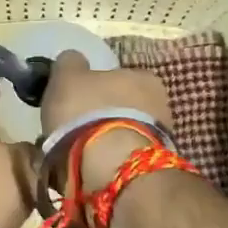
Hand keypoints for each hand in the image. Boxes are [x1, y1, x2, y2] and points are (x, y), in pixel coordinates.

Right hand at [41, 51, 173, 189]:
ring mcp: (159, 138)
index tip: (78, 99)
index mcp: (143, 76)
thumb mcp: (68, 75)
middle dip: (103, 114)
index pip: (118, 76)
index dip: (95, 86)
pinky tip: (90, 166)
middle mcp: (159, 104)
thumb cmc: (88, 111)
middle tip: (76, 126)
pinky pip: (123, 156)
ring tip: (79, 151)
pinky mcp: (151, 167)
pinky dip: (109, 159)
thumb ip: (70, 63)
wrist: (110, 165)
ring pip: (124, 132)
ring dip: (105, 138)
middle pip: (124, 105)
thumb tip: (73, 60)